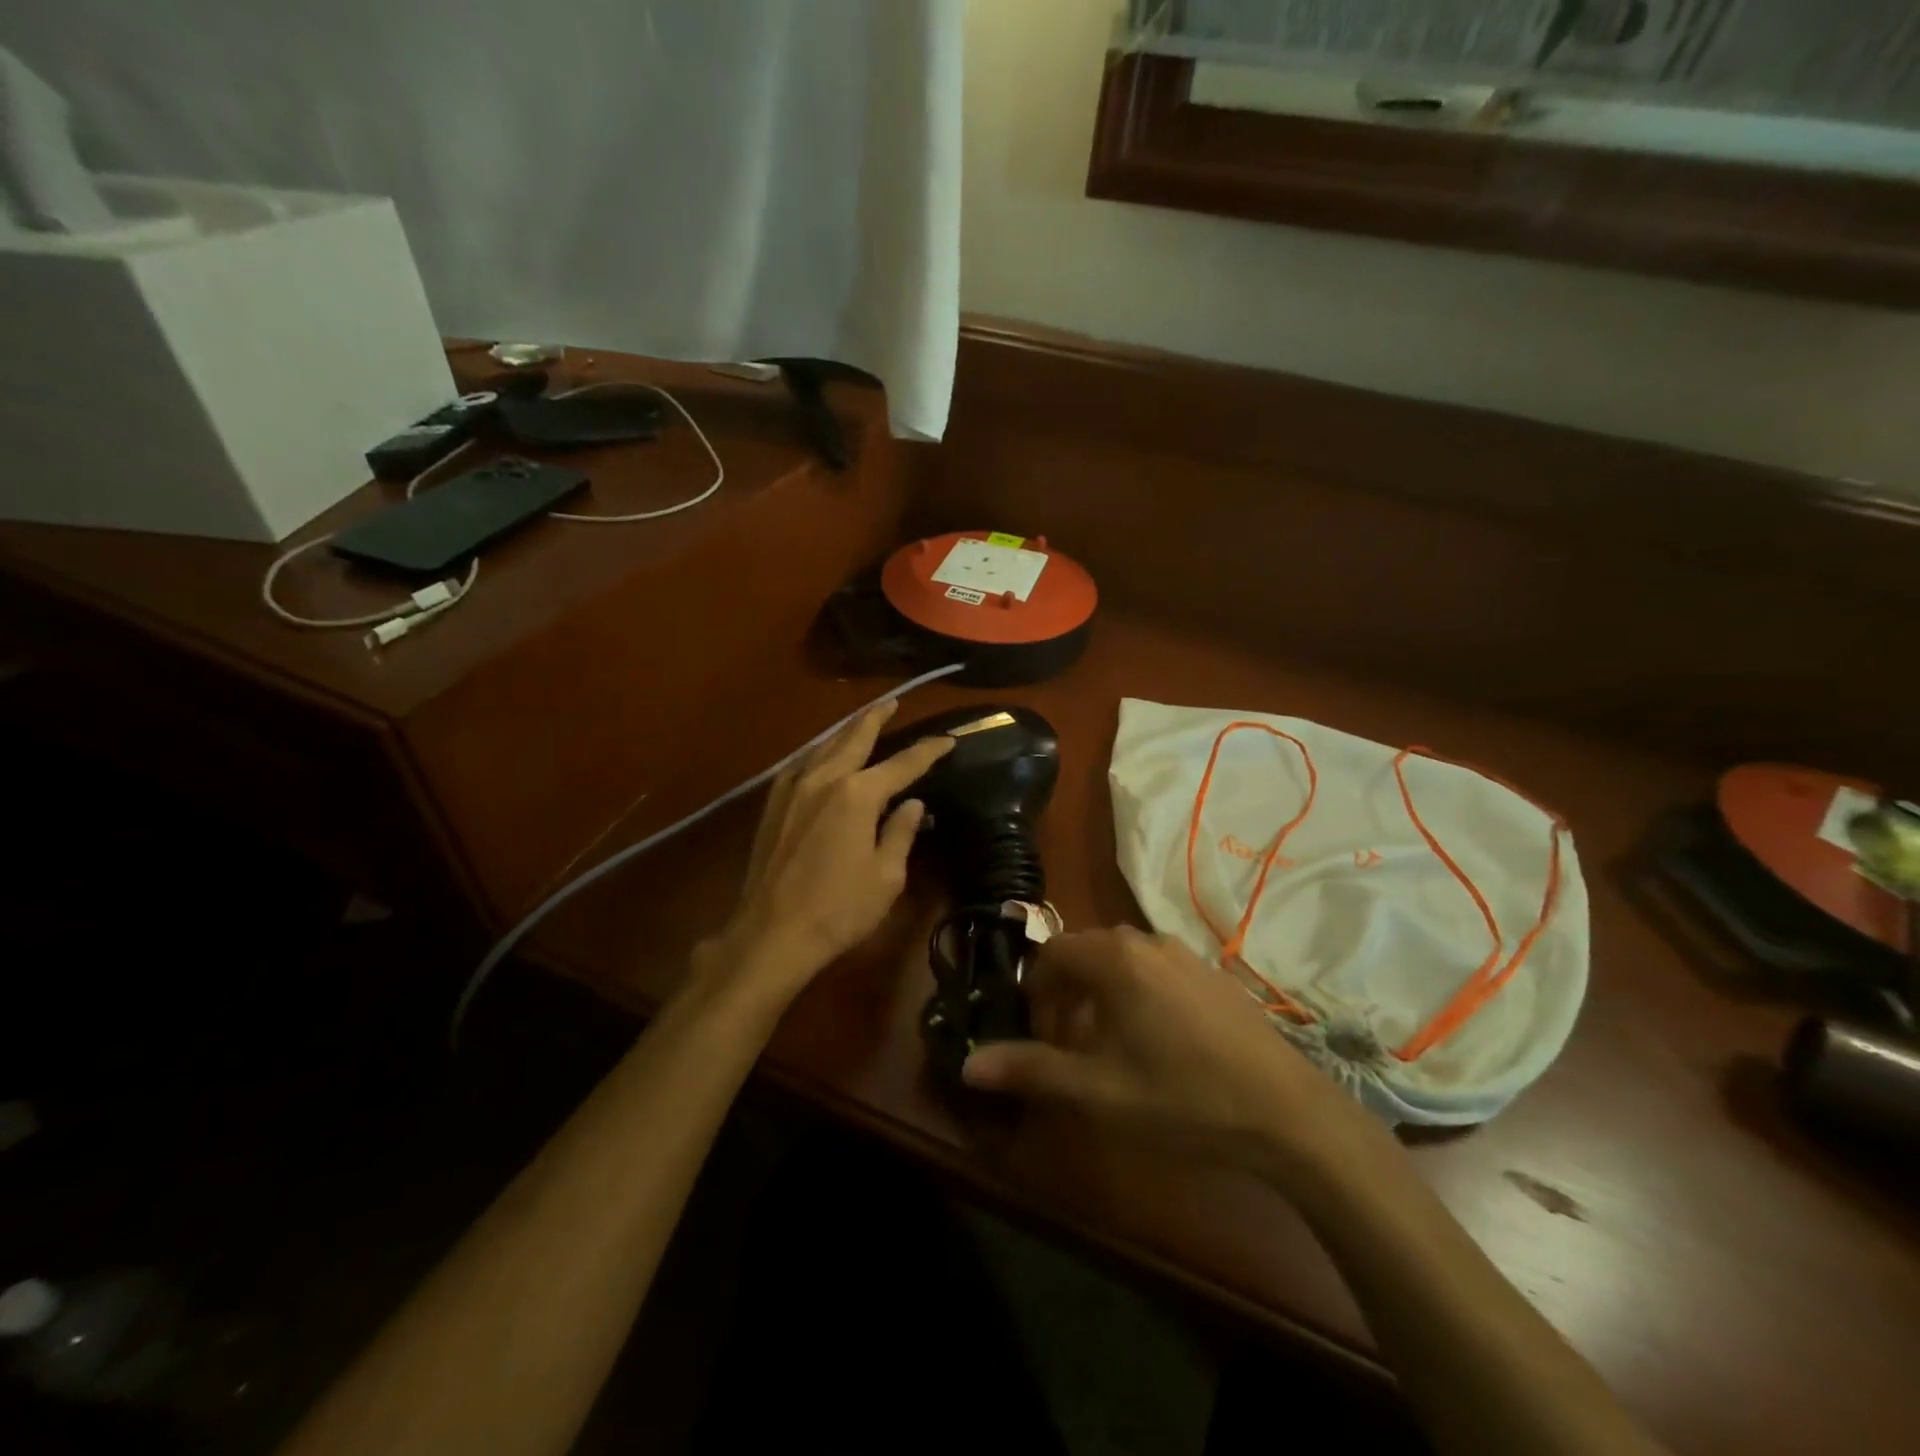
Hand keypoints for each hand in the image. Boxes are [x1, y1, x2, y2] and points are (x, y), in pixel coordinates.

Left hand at [697, 700, 953, 1010]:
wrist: (772, 933)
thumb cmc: (839, 909)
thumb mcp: (887, 875)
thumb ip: (901, 832)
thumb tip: (913, 803)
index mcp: (858, 794)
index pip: (903, 764)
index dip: (928, 751)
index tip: (948, 741)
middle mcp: (824, 779)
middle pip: (855, 737)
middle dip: (877, 717)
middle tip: (893, 701)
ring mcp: (793, 789)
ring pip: (824, 746)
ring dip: (846, 730)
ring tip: (861, 721)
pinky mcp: (773, 805)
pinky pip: (801, 765)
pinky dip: (818, 753)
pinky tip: (821, 757)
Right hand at [962, 928, 1378, 1187]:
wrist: (1289, 1114)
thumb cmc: (1183, 1098)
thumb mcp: (1099, 1091)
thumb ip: (1031, 1070)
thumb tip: (968, 1064)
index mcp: (1114, 958)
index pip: (1050, 953)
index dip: (1034, 992)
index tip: (1039, 1036)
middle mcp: (1146, 941)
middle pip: (1085, 953)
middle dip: (1065, 994)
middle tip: (1068, 1045)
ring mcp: (1185, 955)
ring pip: (1122, 962)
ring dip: (1100, 995)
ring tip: (1108, 1049)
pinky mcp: (1214, 975)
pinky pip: (1156, 971)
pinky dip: (1137, 995)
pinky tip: (1158, 1046)